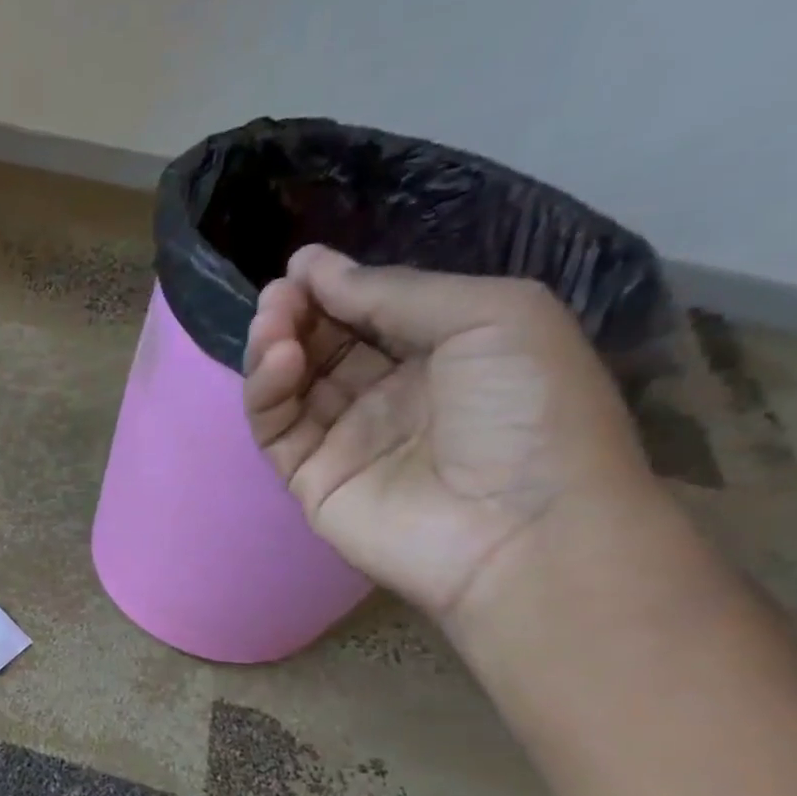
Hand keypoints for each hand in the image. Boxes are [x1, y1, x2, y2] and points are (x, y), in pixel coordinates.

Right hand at [242, 245, 657, 625]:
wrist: (522, 529)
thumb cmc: (529, 410)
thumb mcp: (492, 316)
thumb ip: (396, 292)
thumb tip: (314, 269)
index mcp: (447, 352)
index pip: (375, 311)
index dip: (337, 286)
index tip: (300, 265)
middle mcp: (393, 393)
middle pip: (327, 344)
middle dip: (300, 313)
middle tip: (278, 294)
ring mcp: (348, 438)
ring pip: (294, 384)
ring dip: (276, 347)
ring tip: (271, 321)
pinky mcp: (310, 478)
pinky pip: (278, 428)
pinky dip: (267, 392)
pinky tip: (278, 362)